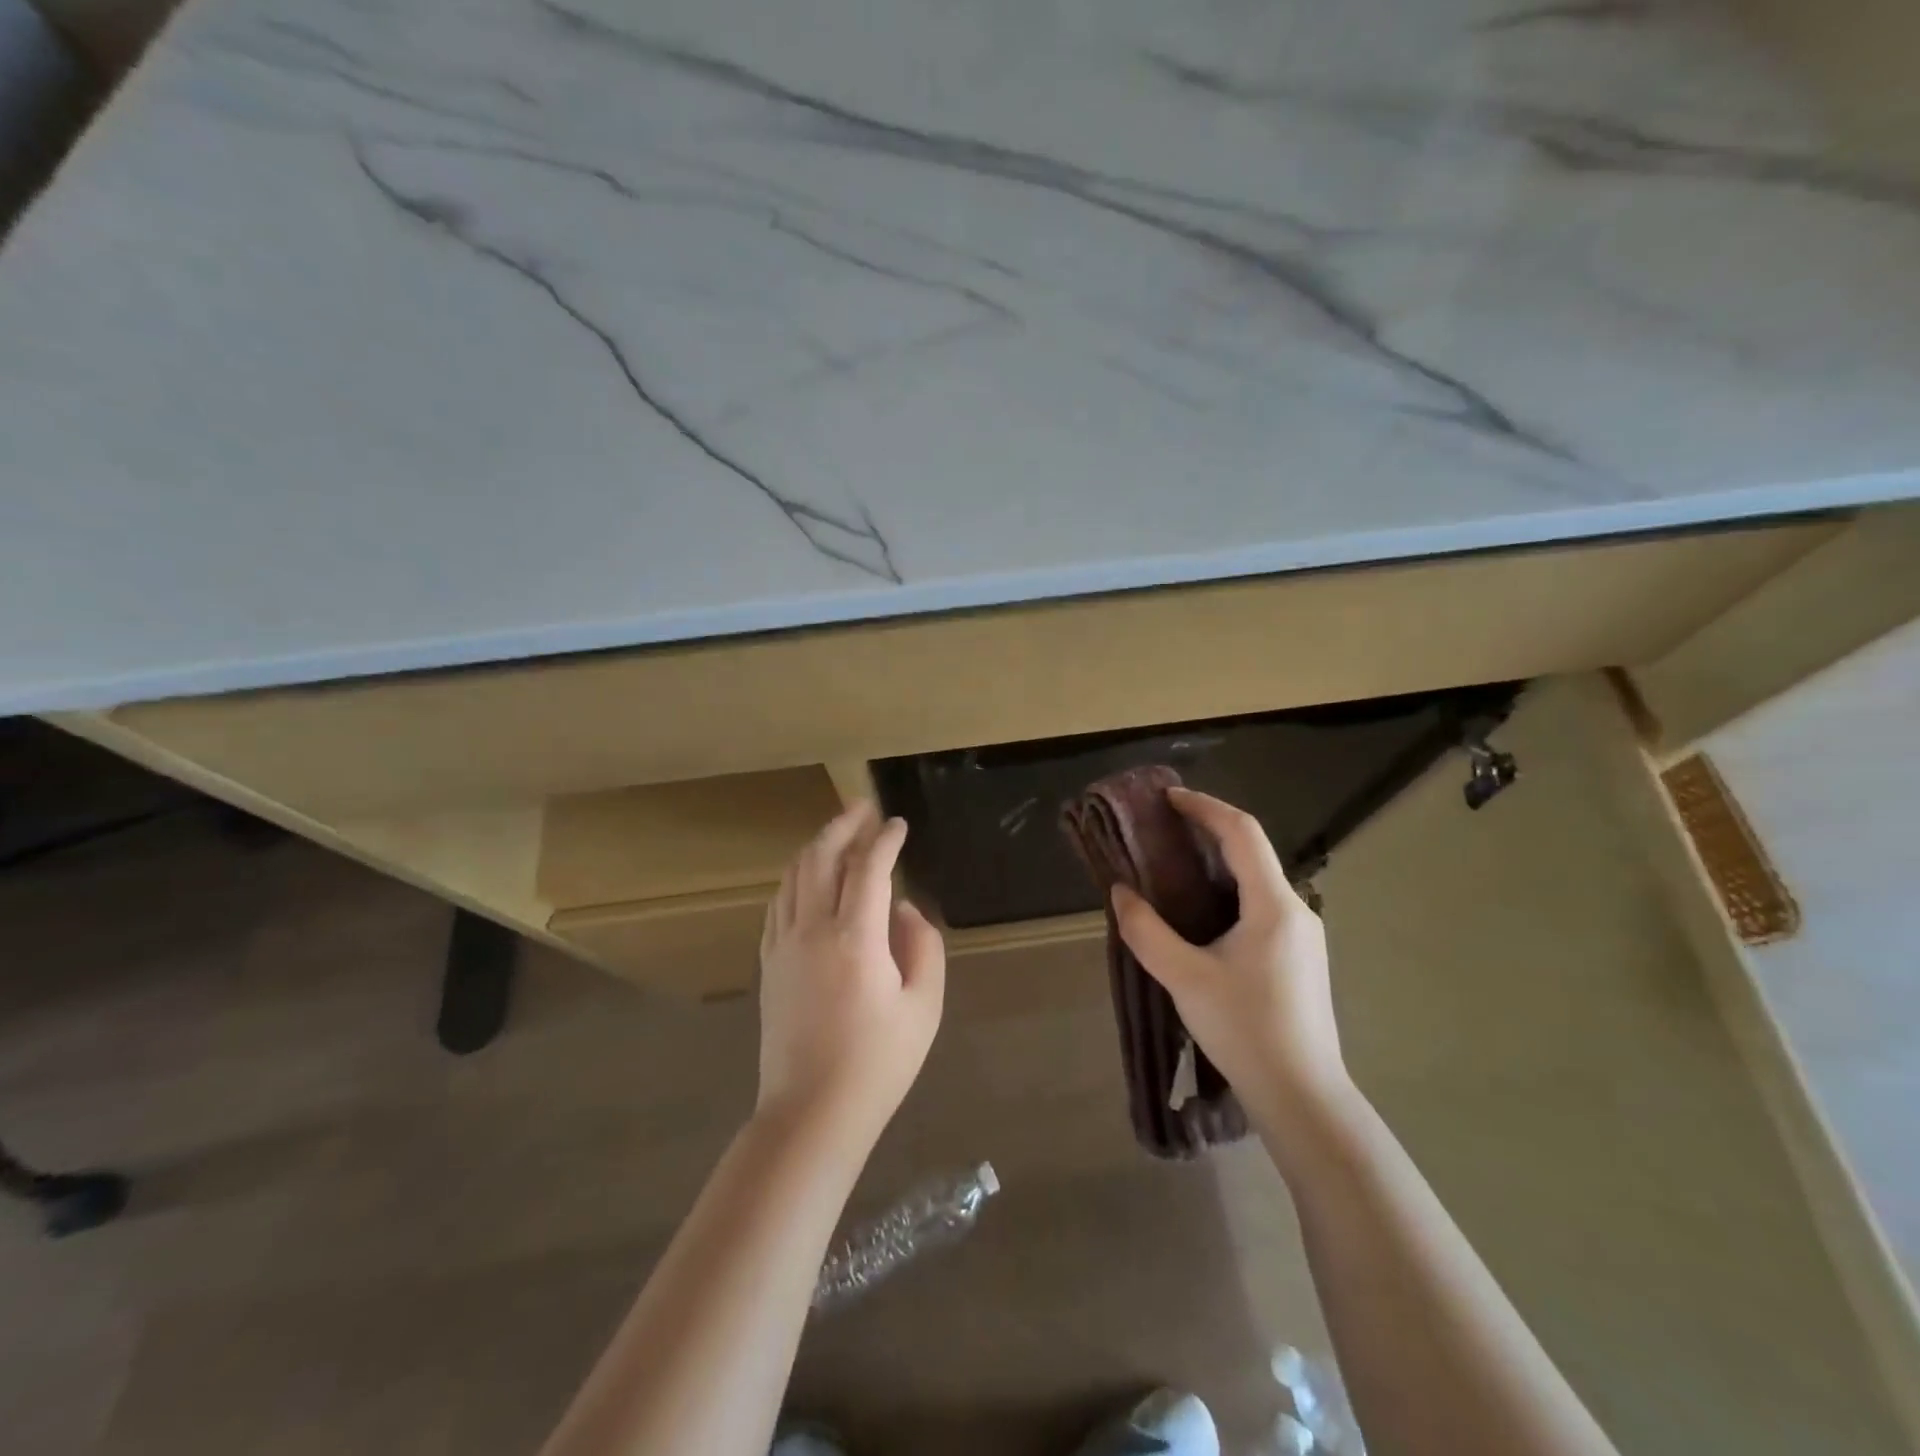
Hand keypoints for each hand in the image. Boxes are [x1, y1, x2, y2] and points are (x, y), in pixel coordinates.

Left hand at [756, 801, 945, 1146]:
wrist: (811, 1112)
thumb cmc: (878, 1063)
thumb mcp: (924, 1006)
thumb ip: (923, 946)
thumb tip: (904, 908)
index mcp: (855, 937)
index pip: (868, 867)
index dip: (885, 839)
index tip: (899, 824)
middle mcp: (812, 929)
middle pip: (821, 857)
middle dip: (843, 825)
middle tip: (863, 808)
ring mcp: (783, 944)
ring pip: (794, 875)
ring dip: (817, 846)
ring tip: (838, 834)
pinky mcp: (768, 963)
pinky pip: (778, 903)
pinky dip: (795, 877)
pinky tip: (806, 878)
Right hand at [1112, 787, 1348, 1118]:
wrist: (1302, 1097)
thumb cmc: (1245, 1030)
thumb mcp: (1185, 978)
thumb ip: (1147, 932)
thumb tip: (1120, 893)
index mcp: (1274, 905)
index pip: (1241, 833)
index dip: (1205, 807)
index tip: (1168, 798)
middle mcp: (1295, 910)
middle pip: (1251, 852)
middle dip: (1208, 831)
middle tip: (1162, 829)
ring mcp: (1303, 935)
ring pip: (1257, 880)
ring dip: (1217, 863)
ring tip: (1174, 865)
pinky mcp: (1299, 958)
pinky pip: (1261, 905)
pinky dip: (1228, 890)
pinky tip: (1202, 912)